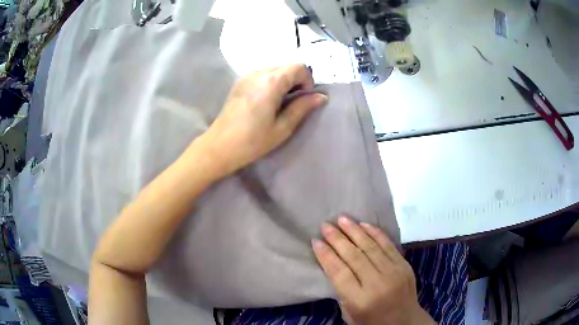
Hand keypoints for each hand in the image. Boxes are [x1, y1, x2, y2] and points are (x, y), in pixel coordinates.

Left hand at [199, 64, 326, 175]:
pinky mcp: (240, 82)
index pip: (299, 67)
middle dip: (296, 80)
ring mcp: (247, 75)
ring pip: (275, 69)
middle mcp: (258, 72)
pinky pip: (263, 74)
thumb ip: (302, 108)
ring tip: (279, 103)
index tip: (304, 98)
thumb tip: (321, 96)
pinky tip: (266, 101)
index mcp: (271, 82)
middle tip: (293, 102)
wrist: (220, 146)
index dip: (307, 80)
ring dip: (284, 81)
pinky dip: (271, 82)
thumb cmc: (252, 141)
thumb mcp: (282, 127)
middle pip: (287, 66)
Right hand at [312, 216, 435, 324]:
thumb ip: (342, 290)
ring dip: (355, 231)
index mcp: (360, 300)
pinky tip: (364, 224)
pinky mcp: (404, 265)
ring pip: (371, 247)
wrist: (404, 321)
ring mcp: (394, 272)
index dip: (326, 255)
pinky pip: (388, 245)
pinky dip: (375, 233)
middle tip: (325, 225)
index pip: (339, 272)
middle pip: (354, 256)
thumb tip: (333, 262)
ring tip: (342, 219)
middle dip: (337, 239)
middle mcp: (378, 284)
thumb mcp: (349, 313)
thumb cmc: (371, 321)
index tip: (315, 241)